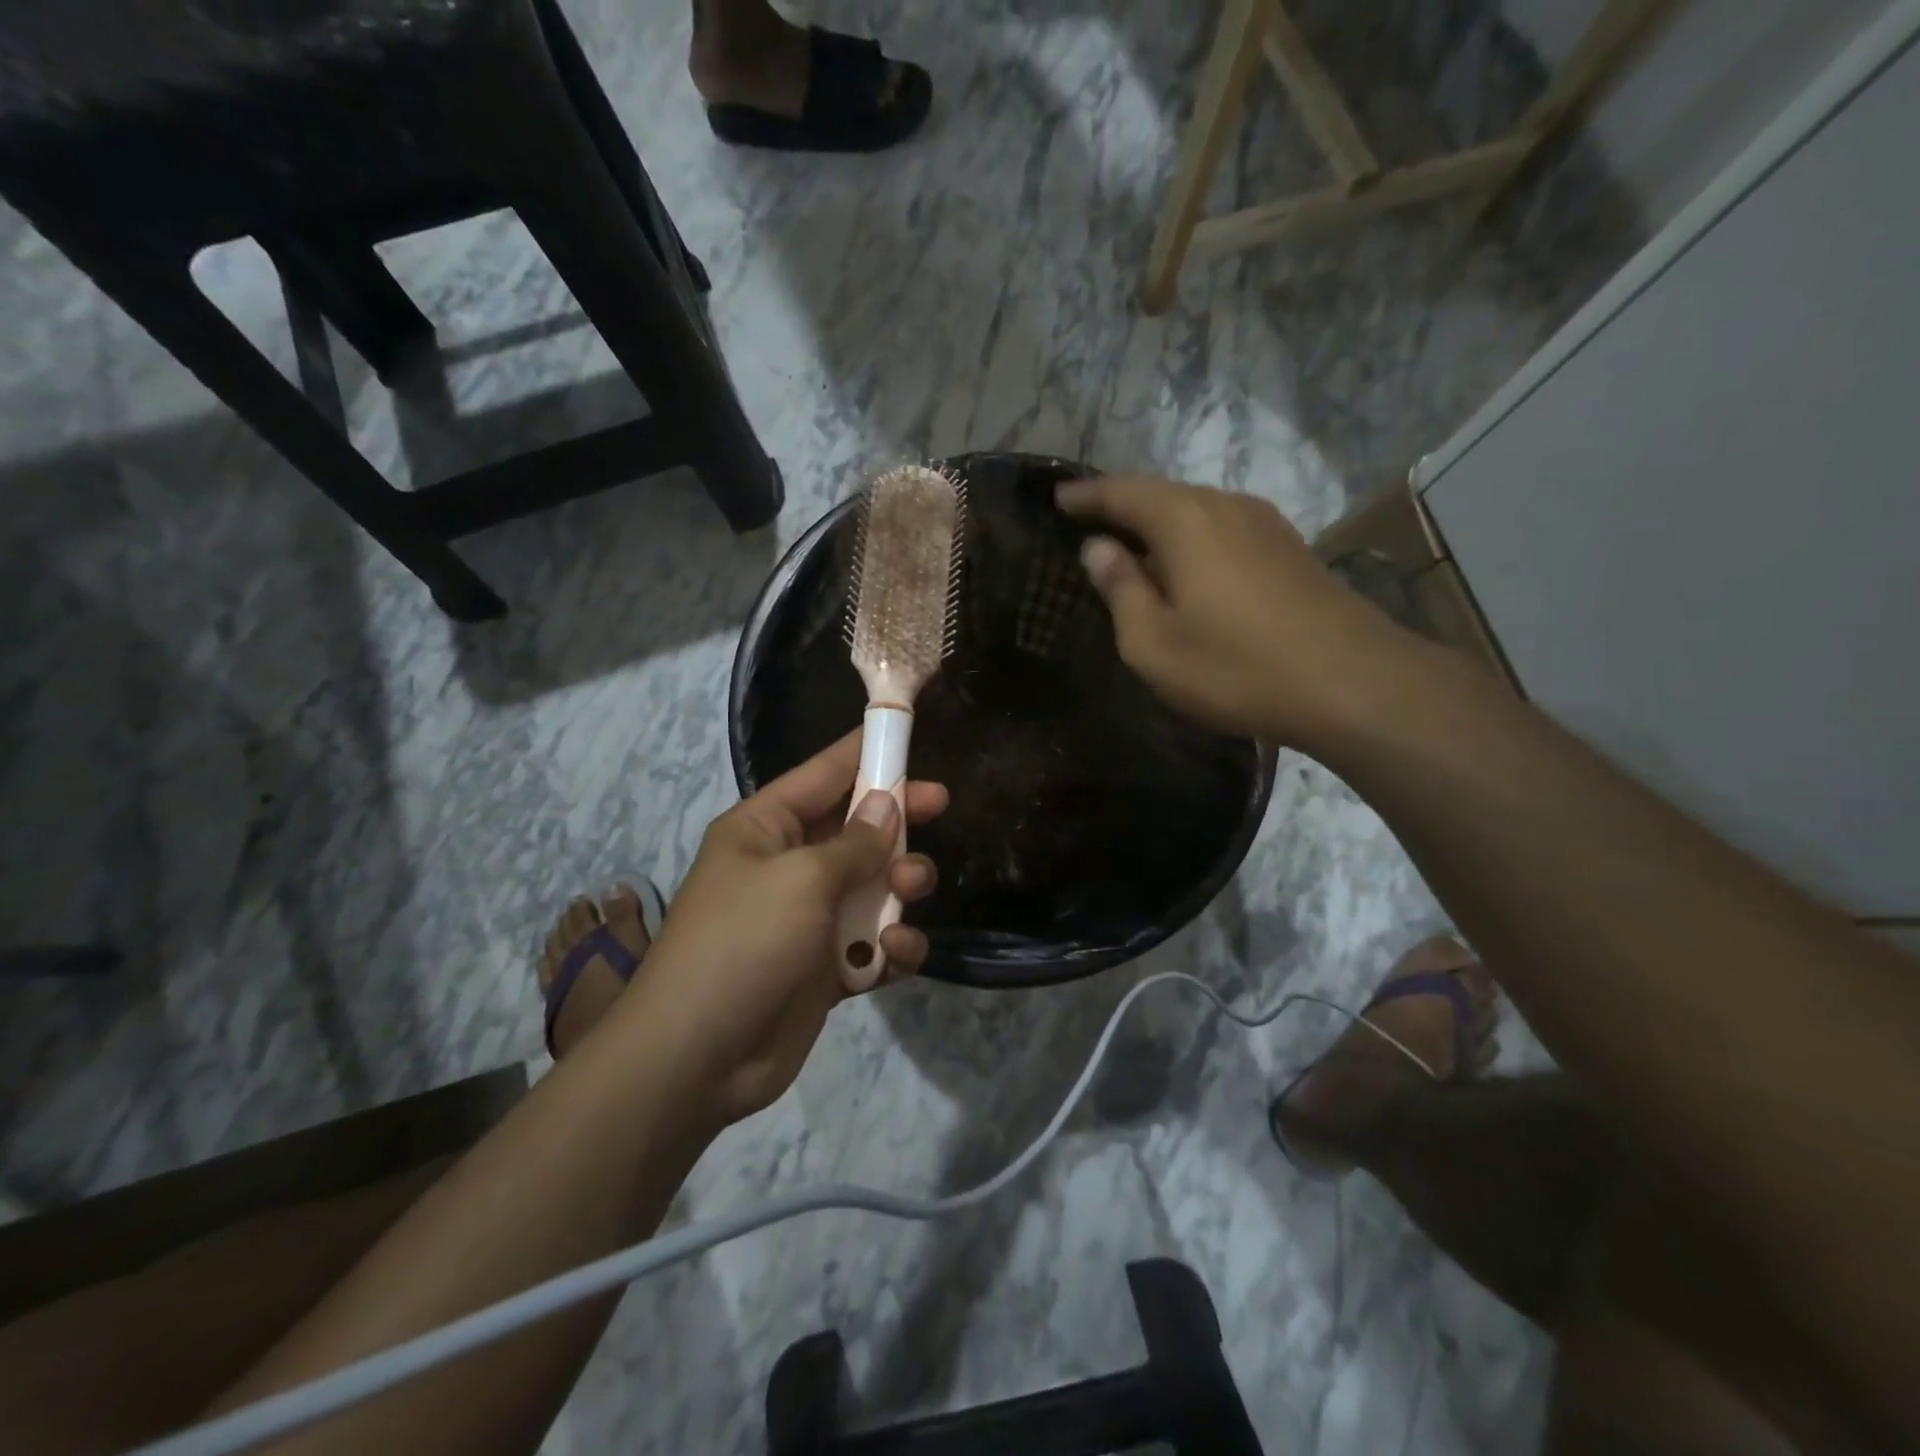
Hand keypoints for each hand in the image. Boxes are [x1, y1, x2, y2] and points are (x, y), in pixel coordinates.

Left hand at [627, 733, 946, 1124]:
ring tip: (910, 889)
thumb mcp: (801, 879)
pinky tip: (896, 952)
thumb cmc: (743, 943)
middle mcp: (787, 866)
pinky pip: (872, 943)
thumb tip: (887, 803)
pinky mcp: (825, 968)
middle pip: (855, 827)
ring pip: (872, 885)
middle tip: (940, 806)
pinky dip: (891, 946)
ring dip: (899, 885)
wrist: (697, 1059)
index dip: (865, 752)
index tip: (907, 734)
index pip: (822, 774)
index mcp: (765, 828)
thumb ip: (854, 842)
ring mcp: (808, 919)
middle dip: (896, 820)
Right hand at [1056, 476, 1412, 744]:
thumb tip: (1098, 549)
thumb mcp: (1154, 644)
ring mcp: (1265, 524)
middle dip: (1123, 503)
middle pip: (1162, 493)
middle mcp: (1225, 506)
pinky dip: (1192, 536)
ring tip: (1132, 541)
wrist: (1351, 682)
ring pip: (1196, 509)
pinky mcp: (1290, 548)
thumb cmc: (1236, 667)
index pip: (1122, 492)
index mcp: (1184, 521)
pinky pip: (1223, 527)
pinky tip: (1187, 563)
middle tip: (1090, 519)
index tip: (1058, 499)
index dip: (1087, 496)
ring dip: (1159, 521)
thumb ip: (1121, 590)